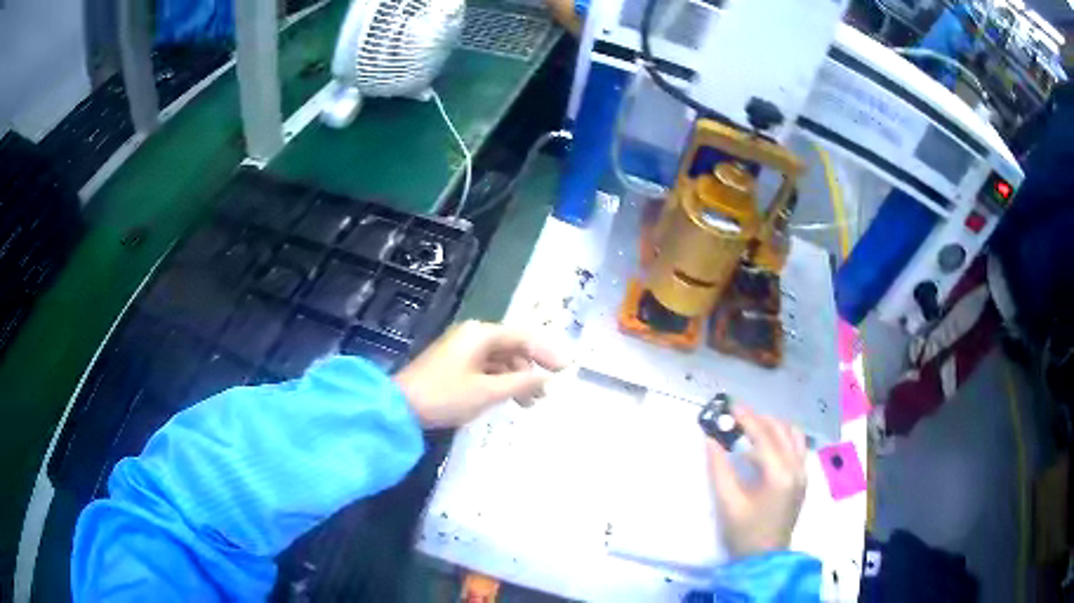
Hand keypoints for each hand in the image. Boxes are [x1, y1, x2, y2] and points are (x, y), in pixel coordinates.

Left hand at [394, 320, 567, 427]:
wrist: (400, 407)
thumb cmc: (445, 396)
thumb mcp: (487, 391)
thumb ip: (521, 383)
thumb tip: (547, 378)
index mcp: (481, 334)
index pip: (524, 337)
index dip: (547, 353)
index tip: (566, 370)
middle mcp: (473, 335)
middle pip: (513, 347)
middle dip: (531, 369)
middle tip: (545, 394)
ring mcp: (462, 349)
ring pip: (500, 359)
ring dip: (517, 379)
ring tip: (528, 403)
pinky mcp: (455, 364)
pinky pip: (487, 368)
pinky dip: (500, 382)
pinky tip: (508, 398)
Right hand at [706, 406, 806, 558]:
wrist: (765, 559)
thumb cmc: (745, 533)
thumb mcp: (728, 503)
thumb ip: (719, 469)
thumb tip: (710, 440)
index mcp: (780, 474)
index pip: (764, 436)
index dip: (746, 419)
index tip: (729, 407)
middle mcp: (797, 468)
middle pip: (782, 430)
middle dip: (759, 418)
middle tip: (736, 416)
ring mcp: (803, 473)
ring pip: (793, 435)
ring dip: (773, 426)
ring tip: (750, 427)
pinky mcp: (802, 479)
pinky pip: (796, 447)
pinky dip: (781, 438)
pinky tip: (763, 447)